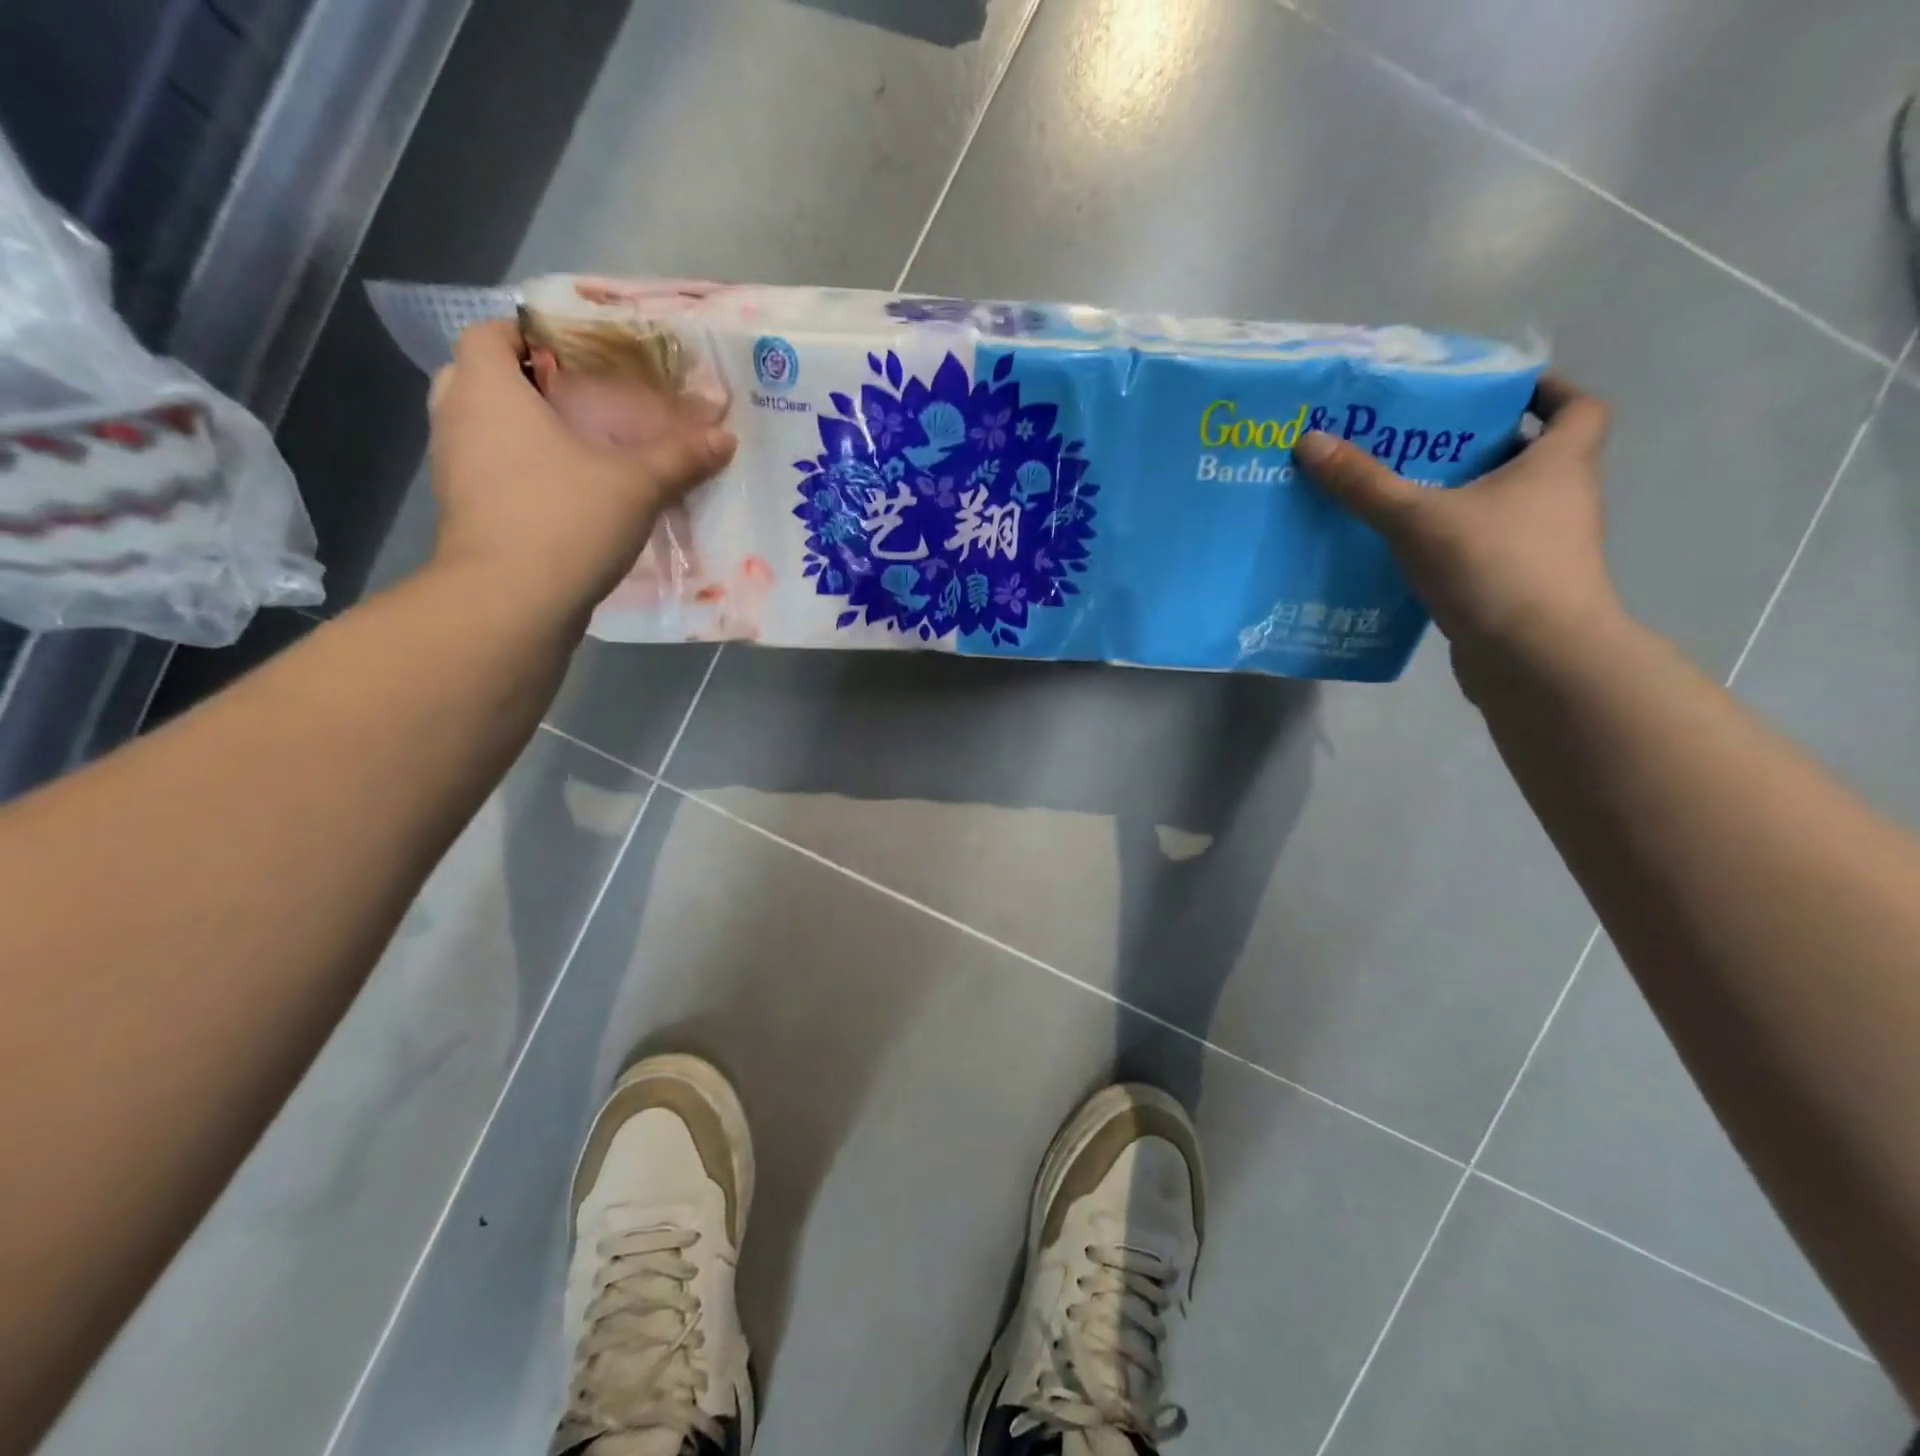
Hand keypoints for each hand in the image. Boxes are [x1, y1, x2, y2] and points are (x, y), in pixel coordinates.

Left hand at [425, 320, 736, 623]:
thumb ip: (680, 458)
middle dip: (525, 384)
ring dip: (520, 432)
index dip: (528, 335)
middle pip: (481, 378)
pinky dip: (518, 472)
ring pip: (482, 429)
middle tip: (578, 402)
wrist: (512, 603)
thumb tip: (726, 438)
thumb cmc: (566, 520)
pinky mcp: (463, 512)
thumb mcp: (637, 485)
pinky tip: (565, 493)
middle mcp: (457, 417)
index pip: (489, 332)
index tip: (576, 357)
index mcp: (488, 388)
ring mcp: (452, 468)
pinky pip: (489, 471)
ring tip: (578, 448)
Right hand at [1294, 376, 1620, 674]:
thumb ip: (1363, 483)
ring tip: (1404, 499)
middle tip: (1425, 445)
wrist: (1534, 658)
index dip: (1546, 391)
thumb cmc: (1492, 566)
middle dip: (1483, 447)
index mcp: (1559, 464)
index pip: (1577, 408)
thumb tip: (1310, 441)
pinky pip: (1485, 551)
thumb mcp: (1416, 518)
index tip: (1499, 393)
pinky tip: (1407, 555)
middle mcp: (1562, 500)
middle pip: (1533, 457)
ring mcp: (1544, 549)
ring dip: (1465, 500)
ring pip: (1505, 508)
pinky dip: (1455, 546)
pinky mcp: (1519, 588)